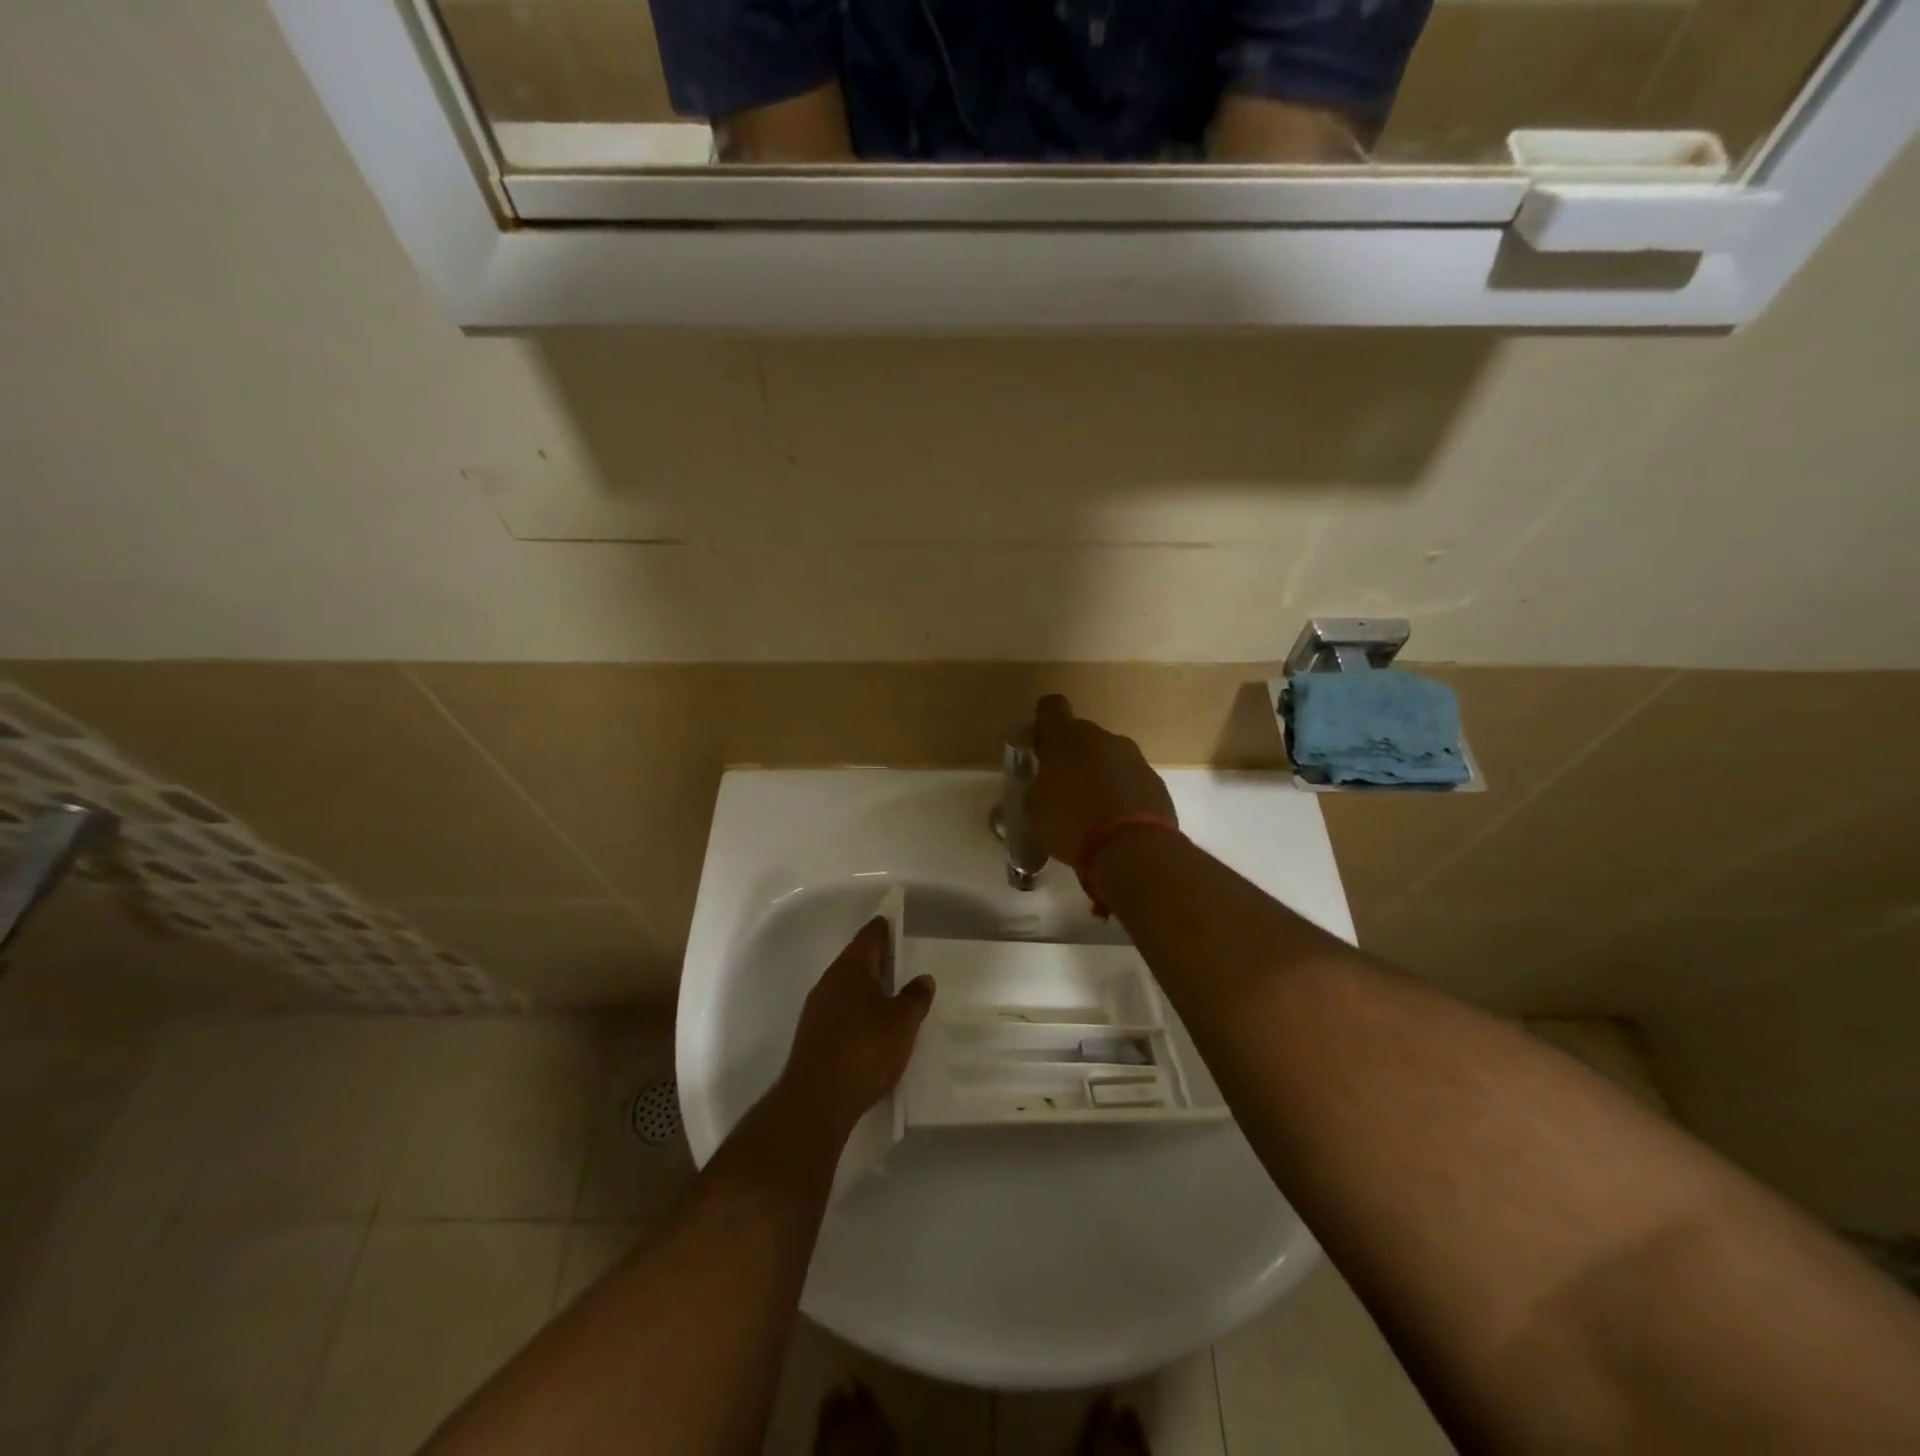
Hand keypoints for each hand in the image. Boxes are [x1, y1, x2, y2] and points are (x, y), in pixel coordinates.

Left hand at [781, 916, 934, 1136]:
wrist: (816, 1100)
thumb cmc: (865, 1050)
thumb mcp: (902, 1023)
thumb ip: (915, 998)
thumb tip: (923, 978)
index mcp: (851, 968)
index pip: (870, 936)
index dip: (885, 928)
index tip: (897, 924)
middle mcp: (830, 981)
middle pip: (856, 960)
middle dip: (878, 960)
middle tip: (902, 964)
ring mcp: (817, 1008)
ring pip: (846, 987)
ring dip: (867, 988)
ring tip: (891, 997)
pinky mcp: (812, 1034)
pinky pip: (839, 1010)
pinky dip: (857, 1010)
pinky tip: (871, 1028)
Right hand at [1028, 695, 1176, 864]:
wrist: (1132, 848)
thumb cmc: (1070, 823)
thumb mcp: (1035, 810)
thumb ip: (1038, 789)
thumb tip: (1043, 786)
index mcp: (1065, 738)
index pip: (1051, 708)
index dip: (1044, 722)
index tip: (1040, 743)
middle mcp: (1101, 738)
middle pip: (1082, 735)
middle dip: (1072, 755)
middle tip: (1062, 786)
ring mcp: (1133, 757)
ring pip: (1109, 757)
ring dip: (1099, 774)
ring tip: (1091, 809)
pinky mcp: (1155, 780)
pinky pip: (1130, 779)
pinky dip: (1121, 793)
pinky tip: (1116, 821)